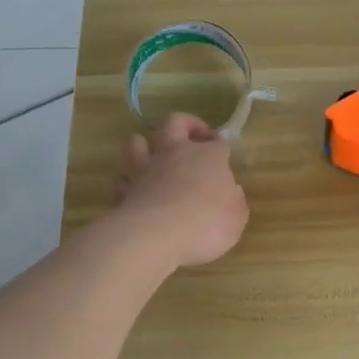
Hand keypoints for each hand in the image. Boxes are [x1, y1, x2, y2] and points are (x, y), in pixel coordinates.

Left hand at [112, 112, 248, 267]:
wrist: (156, 236)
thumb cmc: (206, 223)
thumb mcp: (236, 218)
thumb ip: (235, 202)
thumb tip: (232, 192)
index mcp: (209, 157)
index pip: (218, 142)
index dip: (222, 147)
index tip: (224, 156)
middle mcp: (175, 154)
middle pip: (175, 122)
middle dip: (186, 124)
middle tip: (194, 137)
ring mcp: (145, 170)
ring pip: (136, 142)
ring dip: (144, 145)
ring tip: (153, 156)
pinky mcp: (124, 191)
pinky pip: (121, 180)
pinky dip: (127, 183)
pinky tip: (134, 192)